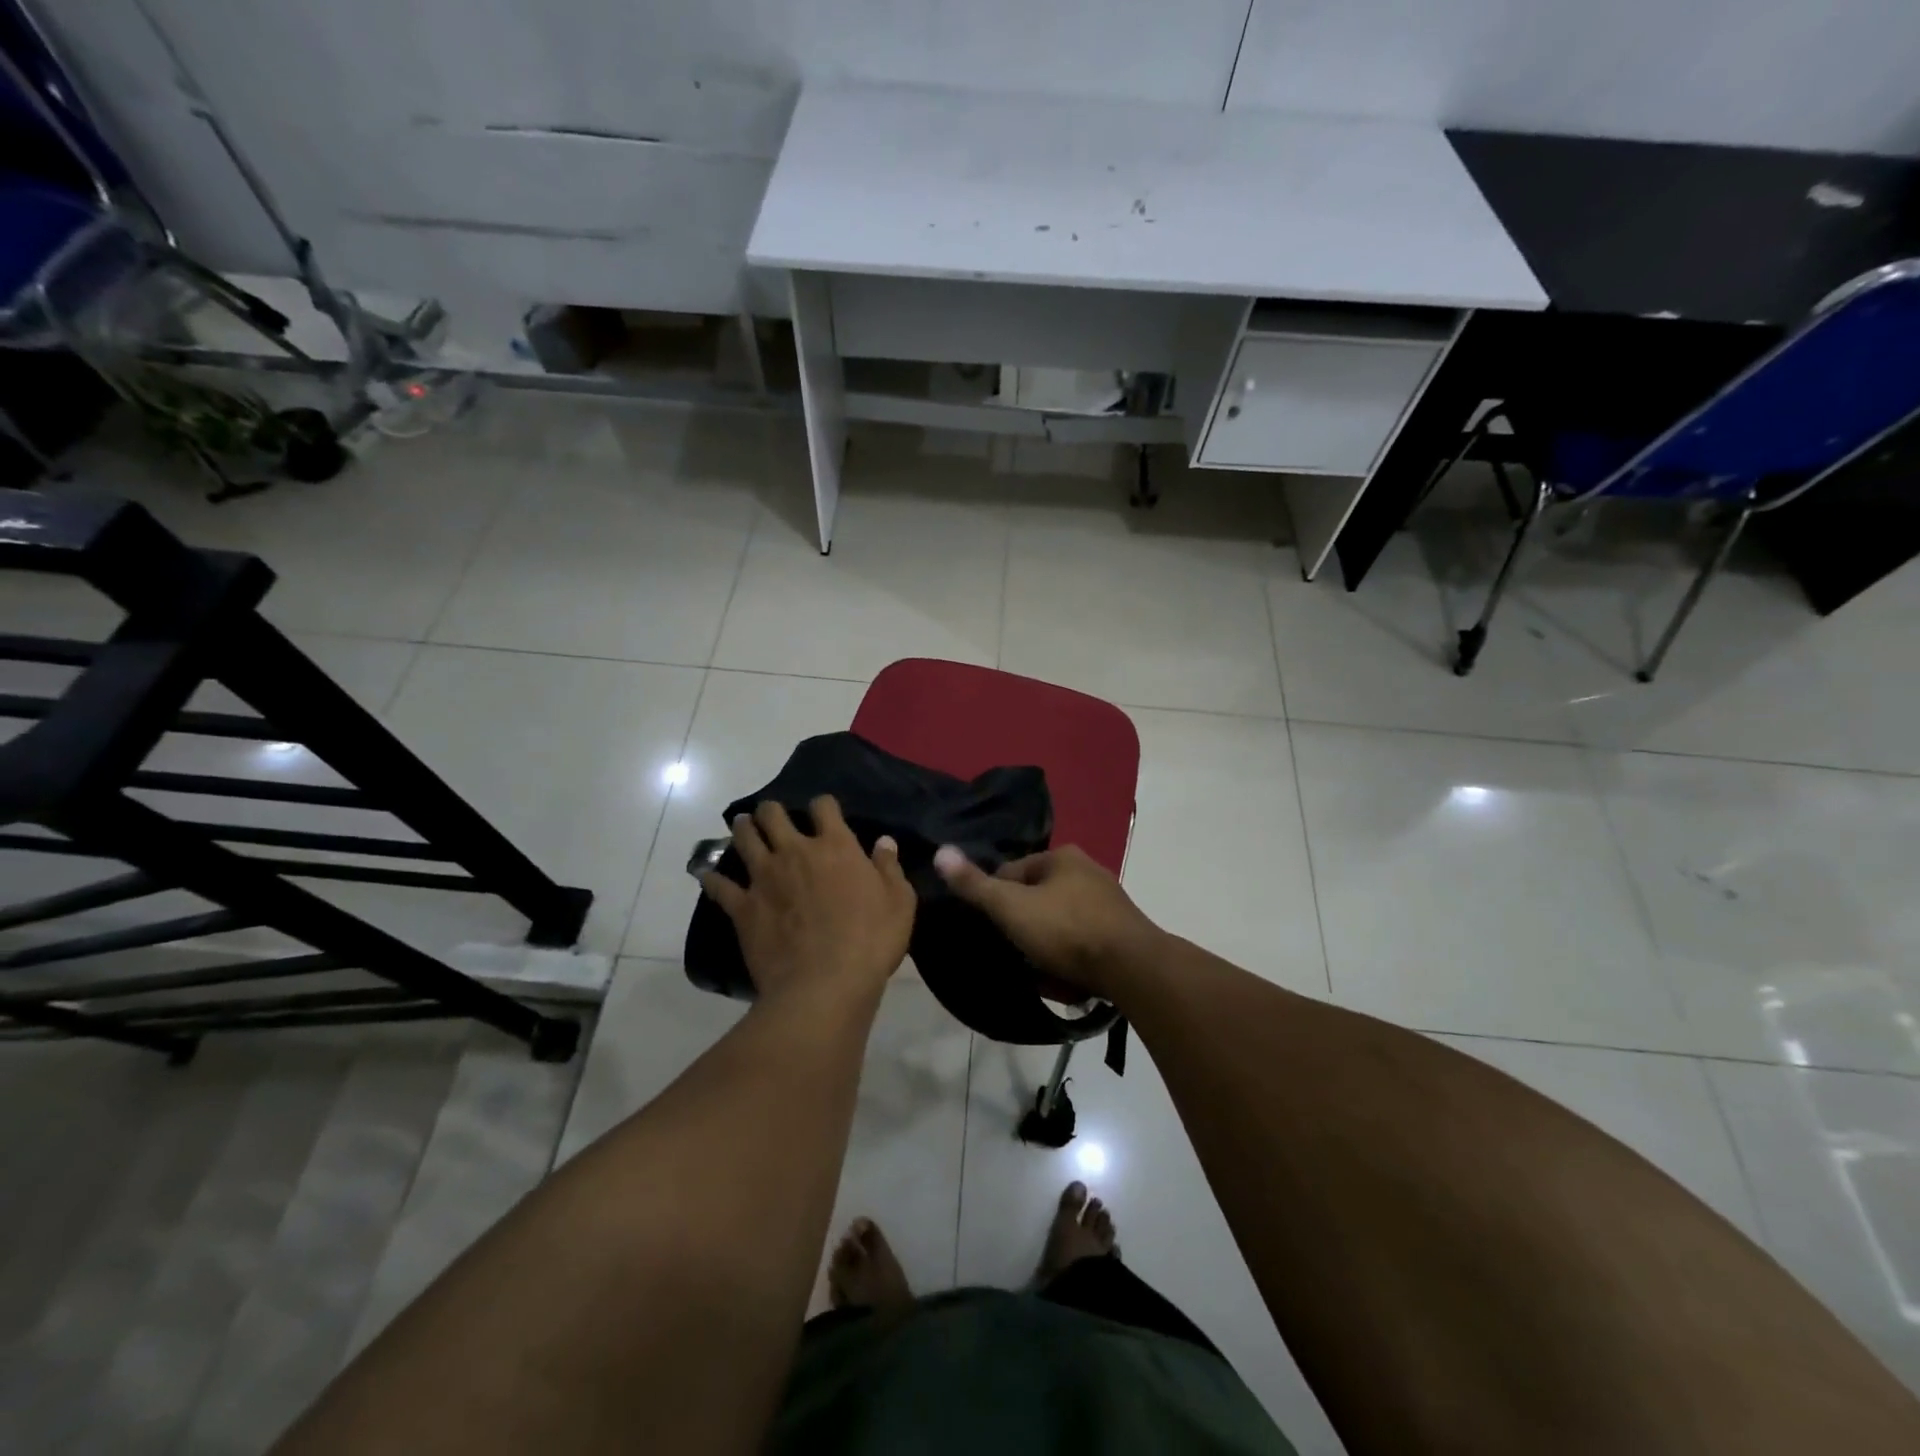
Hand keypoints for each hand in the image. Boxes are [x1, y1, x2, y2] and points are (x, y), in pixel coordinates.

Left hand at [701, 797, 913, 1006]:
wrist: (824, 984)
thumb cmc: (871, 941)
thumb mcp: (899, 902)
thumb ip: (889, 867)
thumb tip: (884, 841)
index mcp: (836, 847)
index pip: (824, 807)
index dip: (823, 805)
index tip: (824, 812)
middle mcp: (795, 852)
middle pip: (773, 815)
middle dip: (771, 811)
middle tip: (771, 816)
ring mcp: (764, 878)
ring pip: (744, 839)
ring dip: (742, 829)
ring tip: (743, 828)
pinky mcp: (743, 907)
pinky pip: (720, 885)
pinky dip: (712, 878)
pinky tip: (706, 873)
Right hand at [933, 844, 1164, 998]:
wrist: (1133, 968)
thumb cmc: (1066, 930)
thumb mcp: (1011, 907)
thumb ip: (975, 884)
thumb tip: (941, 851)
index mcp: (1062, 857)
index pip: (1012, 872)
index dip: (996, 900)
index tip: (992, 929)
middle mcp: (1088, 871)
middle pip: (1038, 898)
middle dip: (1024, 925)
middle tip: (1015, 953)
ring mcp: (1108, 902)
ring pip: (1060, 922)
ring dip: (1047, 945)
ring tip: (1039, 972)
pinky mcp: (1122, 932)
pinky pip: (1083, 943)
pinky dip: (1071, 958)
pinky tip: (1066, 980)